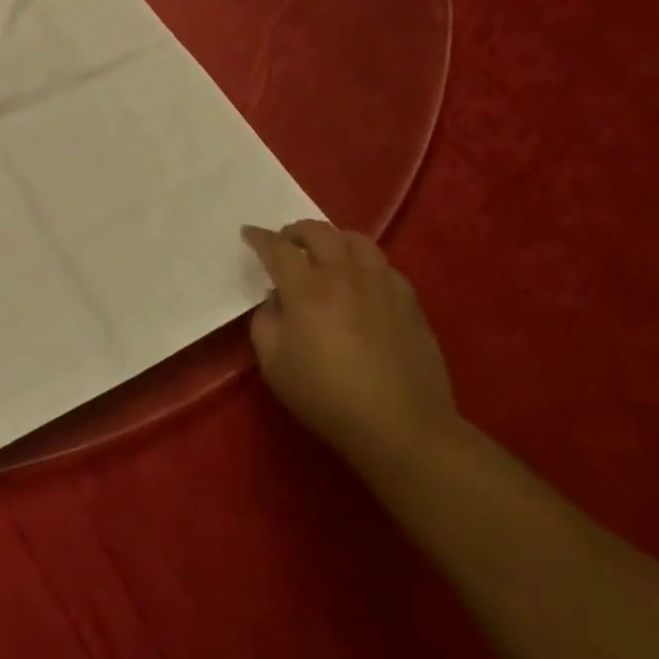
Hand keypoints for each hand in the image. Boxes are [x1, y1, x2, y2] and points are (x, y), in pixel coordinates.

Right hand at [242, 222, 460, 471]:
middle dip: (295, 231)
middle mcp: (345, 277)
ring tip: (325, 254)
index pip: (277, 248)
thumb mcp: (273, 362)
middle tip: (285, 243)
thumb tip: (277, 300)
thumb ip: (266, 321)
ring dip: (333, 239)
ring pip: (357, 241)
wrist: (401, 427)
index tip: (248, 234)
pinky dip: (364, 263)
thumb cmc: (326, 396)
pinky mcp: (410, 303)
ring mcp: (382, 287)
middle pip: (319, 232)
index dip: (259, 237)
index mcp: (307, 290)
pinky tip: (360, 281)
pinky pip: (384, 266)